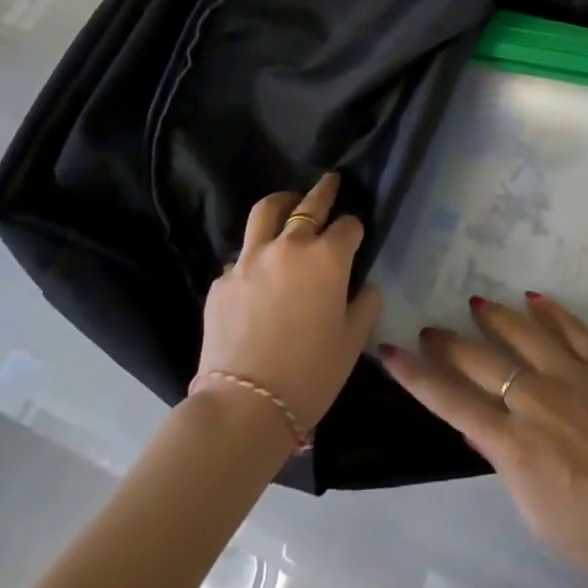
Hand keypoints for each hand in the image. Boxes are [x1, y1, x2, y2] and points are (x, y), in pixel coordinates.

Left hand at [198, 173, 383, 432]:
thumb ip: (365, 304)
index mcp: (327, 258)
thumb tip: (365, 286)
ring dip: (283, 202)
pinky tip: (258, 271)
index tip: (356, 234)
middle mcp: (290, 246)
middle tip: (331, 181)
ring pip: (266, 211)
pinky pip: (241, 255)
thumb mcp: (353, 341)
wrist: (245, 406)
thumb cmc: (311, 374)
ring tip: (288, 202)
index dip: (355, 228)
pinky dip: (254, 254)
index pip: (348, 225)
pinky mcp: (222, 280)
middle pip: (309, 204)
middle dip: (324, 191)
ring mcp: (250, 259)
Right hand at [378, 294, 587, 581]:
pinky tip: (535, 297)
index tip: (391, 351)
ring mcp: (571, 376)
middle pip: (481, 360)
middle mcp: (535, 398)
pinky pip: (572, 328)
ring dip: (497, 317)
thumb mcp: (532, 509)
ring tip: (478, 303)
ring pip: (524, 332)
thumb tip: (479, 424)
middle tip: (431, 330)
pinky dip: (551, 311)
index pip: (452, 401)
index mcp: (513, 441)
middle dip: (449, 343)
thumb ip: (503, 460)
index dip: (417, 376)